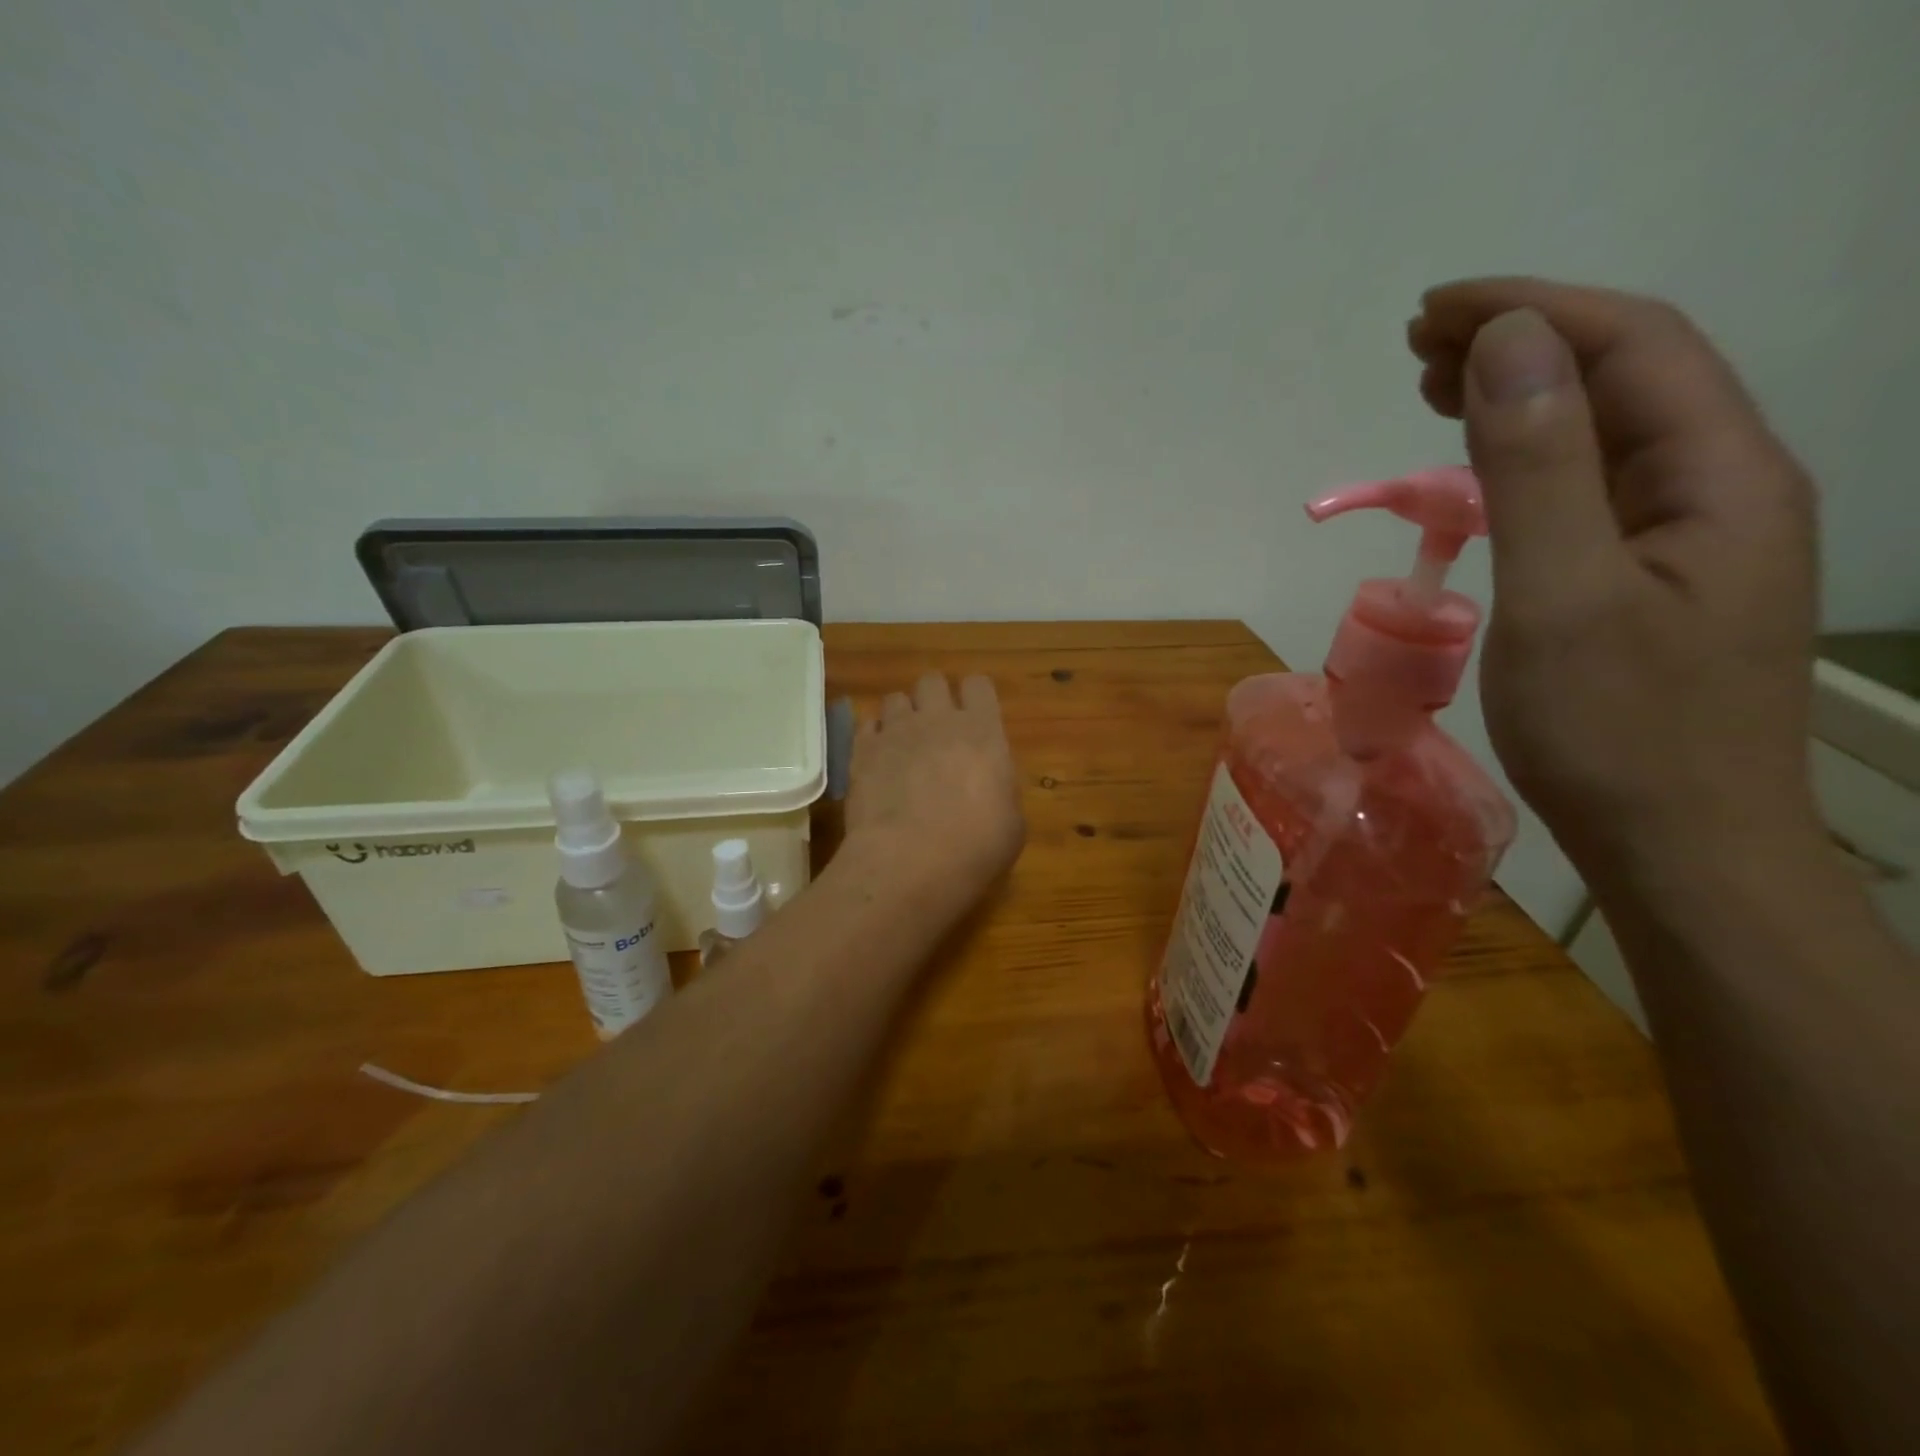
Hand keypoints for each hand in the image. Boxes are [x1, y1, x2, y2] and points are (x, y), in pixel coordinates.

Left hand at [844, 673, 1025, 905]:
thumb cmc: (975, 848)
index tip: (975, 718)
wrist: (909, 863)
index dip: (975, 697)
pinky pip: (865, 724)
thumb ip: (1000, 790)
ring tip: (903, 745)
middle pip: (932, 681)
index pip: (979, 684)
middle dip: (934, 698)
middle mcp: (938, 720)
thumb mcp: (1011, 824)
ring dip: (901, 716)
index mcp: (983, 731)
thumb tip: (990, 787)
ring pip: (895, 698)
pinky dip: (873, 737)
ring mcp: (895, 732)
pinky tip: (878, 760)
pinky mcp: (861, 751)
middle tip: (937, 730)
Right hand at [1408, 279, 1822, 884]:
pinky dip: (1527, 459)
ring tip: (1434, 386)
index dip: (1531, 310)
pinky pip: (1589, 488)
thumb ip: (1537, 466)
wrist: (1678, 844)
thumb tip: (1505, 346)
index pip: (1630, 345)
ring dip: (1520, 397)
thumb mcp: (1562, 592)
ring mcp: (1687, 536)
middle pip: (1623, 376)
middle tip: (1417, 346)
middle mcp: (1720, 487)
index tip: (1431, 311)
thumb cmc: (1616, 728)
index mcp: (1719, 474)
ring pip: (1603, 433)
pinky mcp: (1648, 578)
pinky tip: (1483, 467)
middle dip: (1521, 342)